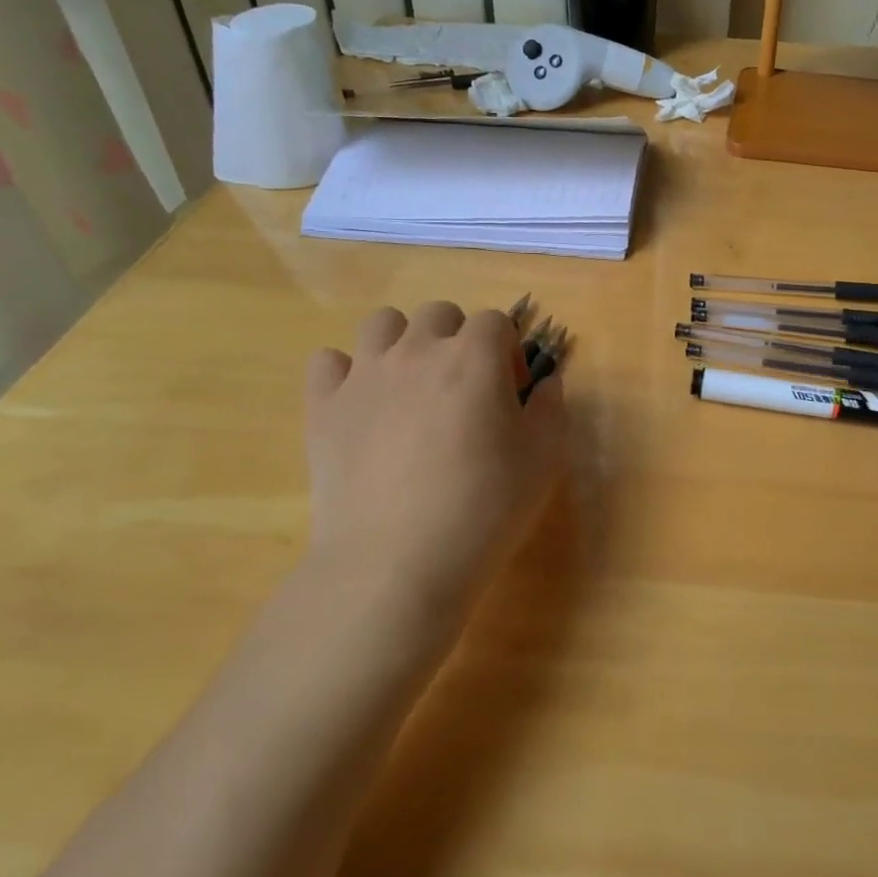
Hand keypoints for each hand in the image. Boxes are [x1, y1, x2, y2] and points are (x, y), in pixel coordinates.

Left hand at [303, 302, 567, 624]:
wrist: (397, 563)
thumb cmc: (484, 508)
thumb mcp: (546, 459)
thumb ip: (553, 408)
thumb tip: (546, 383)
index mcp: (475, 356)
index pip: (496, 322)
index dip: (509, 352)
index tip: (512, 394)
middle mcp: (418, 350)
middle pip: (440, 313)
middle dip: (458, 338)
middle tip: (464, 389)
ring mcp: (365, 374)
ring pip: (382, 323)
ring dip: (403, 342)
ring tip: (411, 386)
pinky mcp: (324, 406)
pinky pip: (328, 361)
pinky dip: (346, 373)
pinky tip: (362, 406)